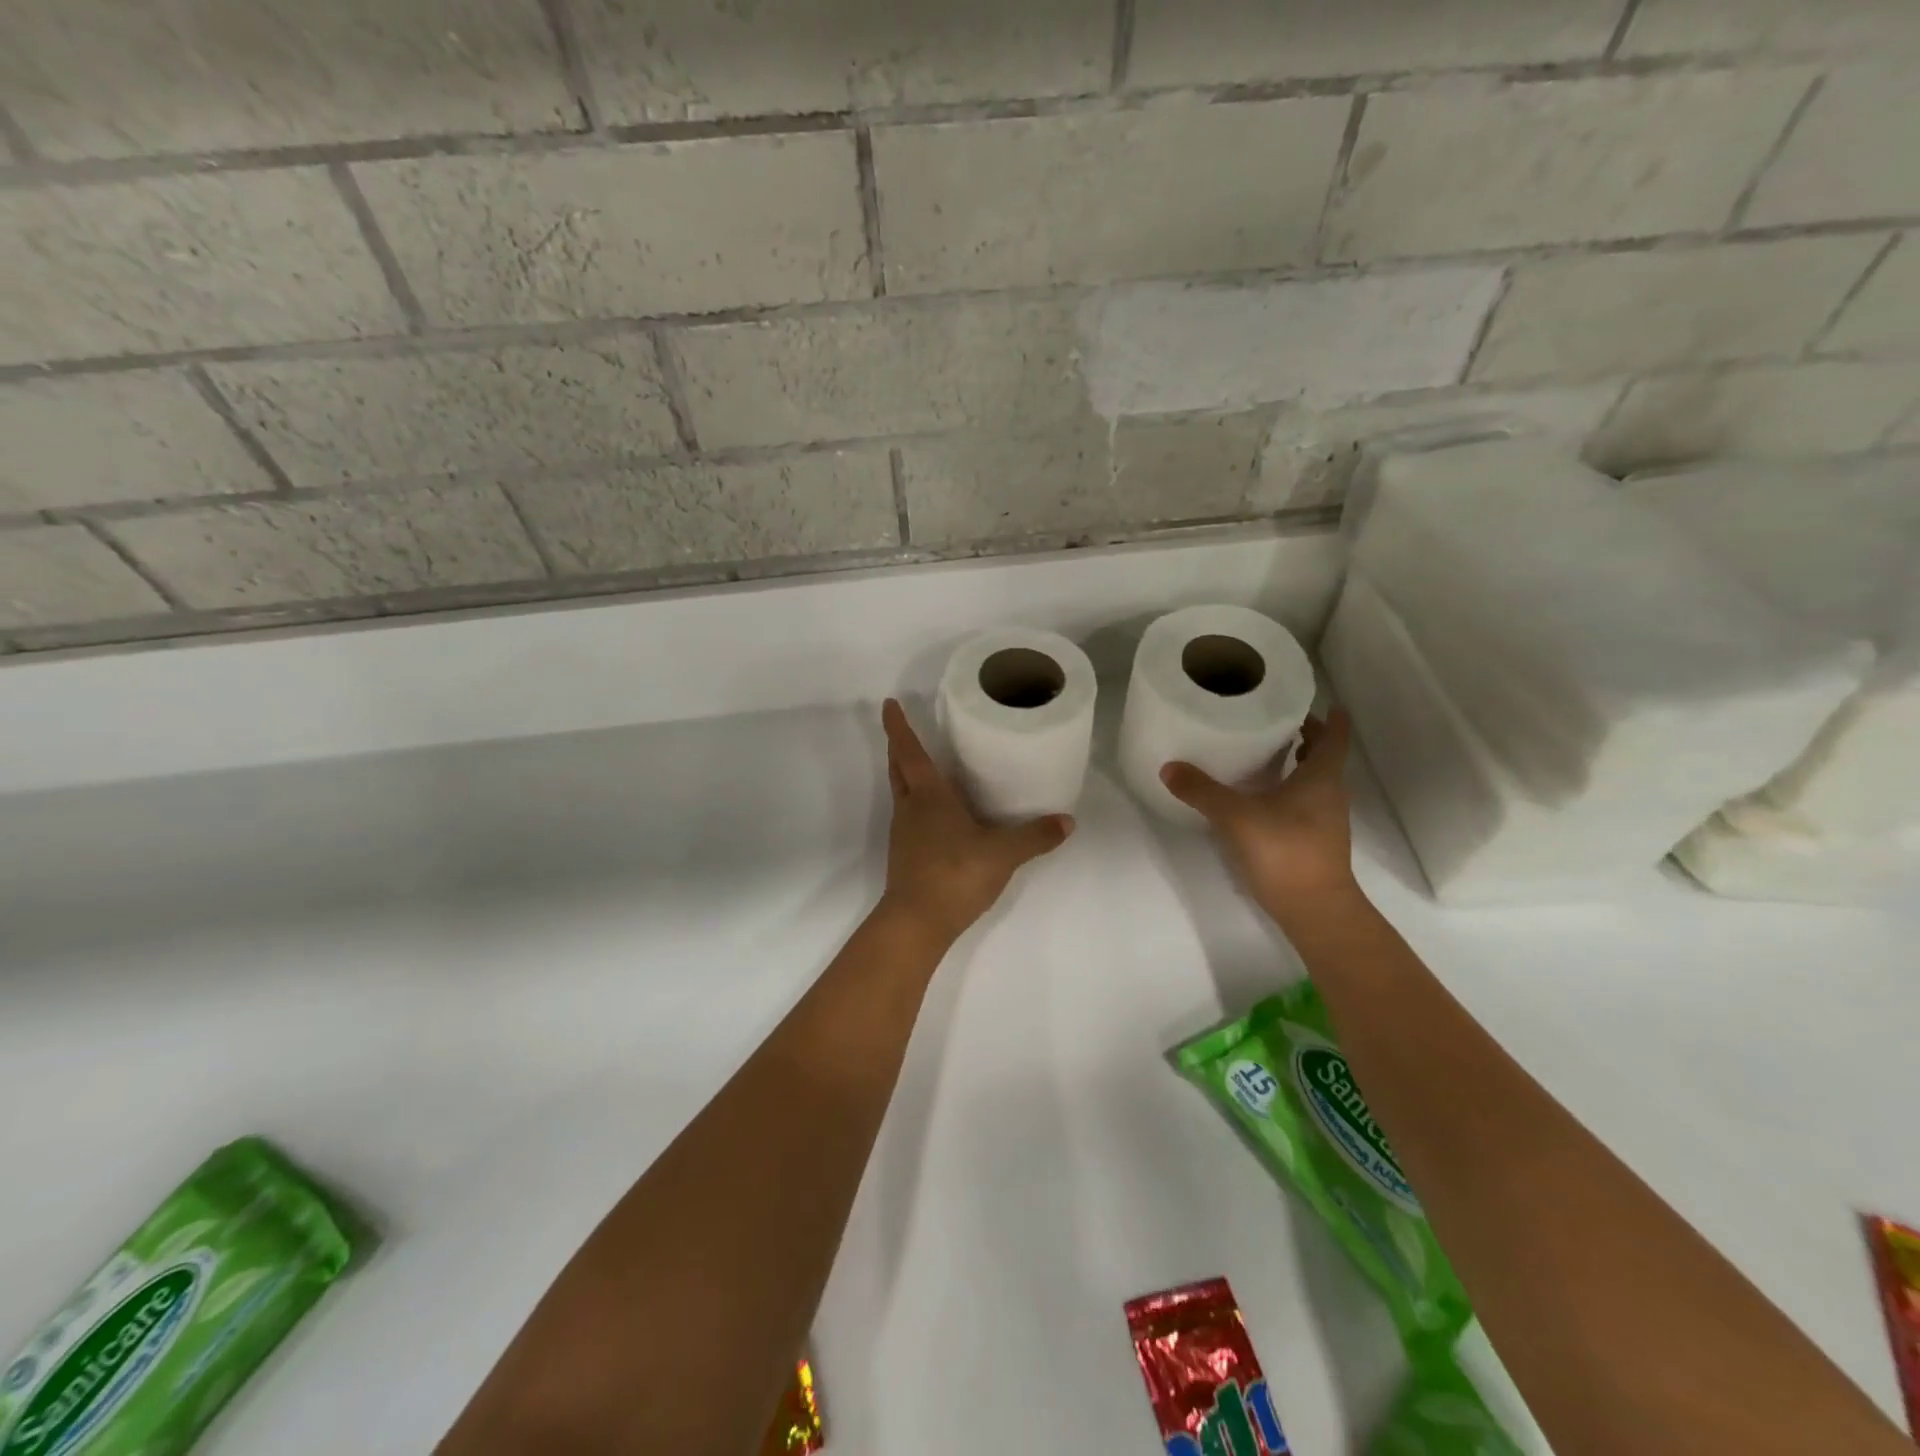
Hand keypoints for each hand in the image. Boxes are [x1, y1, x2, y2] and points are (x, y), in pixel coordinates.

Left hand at [877, 699, 1072, 945]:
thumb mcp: (1003, 853)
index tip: (889, 703)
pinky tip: (941, 816)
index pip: (908, 751)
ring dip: (908, 777)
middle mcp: (910, 809)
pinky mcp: (906, 856)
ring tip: (930, 769)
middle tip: (906, 731)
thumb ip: (1035, 837)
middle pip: (898, 769)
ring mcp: (904, 834)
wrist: (917, 922)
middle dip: (898, 747)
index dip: (897, 726)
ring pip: (902, 794)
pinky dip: (919, 806)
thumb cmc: (955, 874)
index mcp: (928, 796)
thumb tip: (1067, 822)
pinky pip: (911, 819)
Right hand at [1161, 711, 1357, 918]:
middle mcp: (1329, 795)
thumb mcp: (1235, 816)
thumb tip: (1169, 767)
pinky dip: (1288, 791)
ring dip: (1297, 765)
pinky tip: (1260, 797)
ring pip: (1315, 782)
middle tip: (1278, 721)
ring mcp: (1325, 821)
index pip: (1335, 738)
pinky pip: (1304, 804)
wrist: (1314, 910)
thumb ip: (1202, 791)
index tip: (1323, 701)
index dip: (1331, 718)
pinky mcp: (1314, 842)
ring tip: (1266, 754)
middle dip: (1307, 738)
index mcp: (1321, 778)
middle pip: (1324, 758)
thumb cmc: (1284, 851)